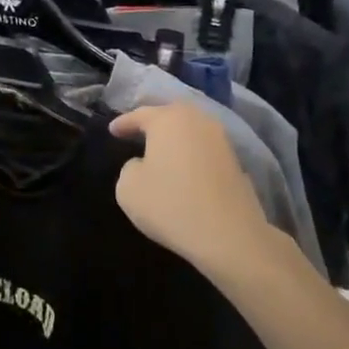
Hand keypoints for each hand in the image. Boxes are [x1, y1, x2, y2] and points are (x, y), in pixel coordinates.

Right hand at [108, 105, 272, 274]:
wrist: (228, 234)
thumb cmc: (170, 204)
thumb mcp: (128, 188)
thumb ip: (130, 168)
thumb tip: (144, 164)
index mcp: (169, 119)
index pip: (140, 115)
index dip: (123, 123)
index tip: (112, 130)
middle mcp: (198, 121)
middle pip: (172, 115)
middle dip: (155, 122)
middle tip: (139, 132)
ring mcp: (222, 140)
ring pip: (192, 131)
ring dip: (176, 138)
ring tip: (162, 151)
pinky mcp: (236, 162)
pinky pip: (205, 150)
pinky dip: (192, 155)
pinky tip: (185, 169)